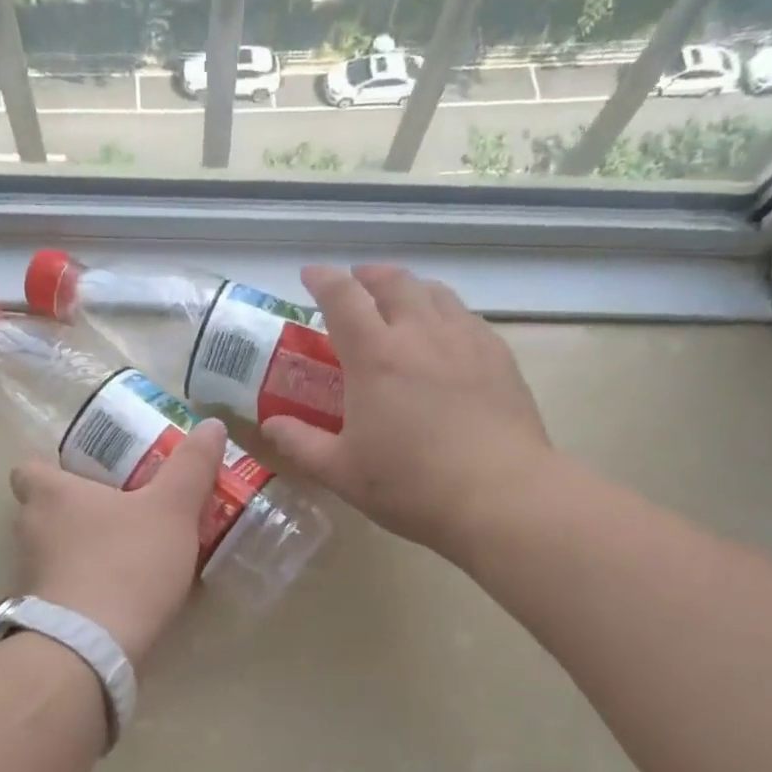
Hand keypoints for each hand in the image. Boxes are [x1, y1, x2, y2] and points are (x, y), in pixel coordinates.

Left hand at [9, 419, 227, 664]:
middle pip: (42, 511)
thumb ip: (191, 467)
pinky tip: (122, 597)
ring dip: (82, 551)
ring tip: (129, 556)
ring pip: (52, 551)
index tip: (88, 477)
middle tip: (121, 513)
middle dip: (76, 511)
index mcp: (50, 494)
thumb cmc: (127, 562)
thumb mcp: (172, 509)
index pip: (28, 468)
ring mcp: (29, 576)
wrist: (92, 647)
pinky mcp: (40, 615)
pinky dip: (85, 588)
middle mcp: (28, 530)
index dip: (53, 469)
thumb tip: (212, 425)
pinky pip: (62, 589)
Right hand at [261, 264, 557, 562]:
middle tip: (356, 283)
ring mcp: (465, 340)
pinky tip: (444, 334)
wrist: (499, 495)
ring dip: (409, 288)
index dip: (323, 280)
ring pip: (434, 292)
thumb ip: (301, 443)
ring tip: (400, 300)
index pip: (343, 298)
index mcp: (374, 356)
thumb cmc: (410, 486)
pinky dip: (444, 311)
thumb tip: (272, 424)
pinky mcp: (498, 356)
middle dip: (369, 276)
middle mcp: (420, 333)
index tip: (310, 275)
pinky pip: (466, 316)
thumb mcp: (341, 472)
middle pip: (393, 282)